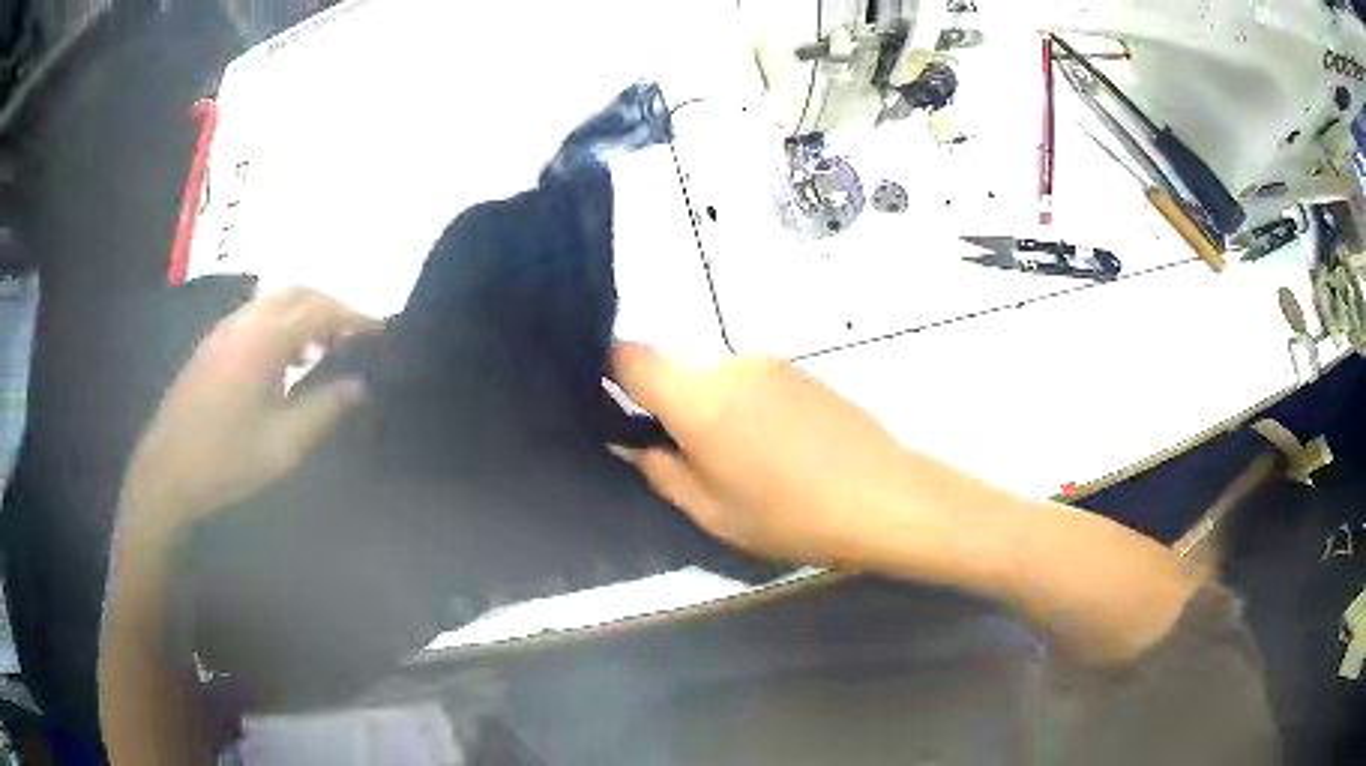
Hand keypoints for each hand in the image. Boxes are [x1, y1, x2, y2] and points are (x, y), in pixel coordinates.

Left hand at [121, 287, 381, 531]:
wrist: (167, 471)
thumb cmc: (226, 460)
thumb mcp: (283, 444)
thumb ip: (323, 409)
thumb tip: (358, 385)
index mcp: (263, 340)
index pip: (320, 309)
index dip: (354, 315)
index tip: (381, 329)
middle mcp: (245, 322)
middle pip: (297, 292)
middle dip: (331, 305)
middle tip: (354, 335)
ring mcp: (225, 330)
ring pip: (275, 300)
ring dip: (305, 313)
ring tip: (325, 349)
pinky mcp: (214, 344)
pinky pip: (257, 316)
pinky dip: (283, 323)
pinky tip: (287, 360)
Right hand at [611, 342, 919, 566]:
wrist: (882, 496)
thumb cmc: (790, 514)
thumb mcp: (711, 511)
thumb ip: (660, 470)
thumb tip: (633, 442)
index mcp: (697, 396)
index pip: (630, 356)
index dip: (608, 371)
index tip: (611, 402)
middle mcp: (729, 363)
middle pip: (678, 372)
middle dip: (673, 409)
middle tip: (695, 461)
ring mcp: (771, 363)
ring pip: (718, 381)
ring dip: (716, 411)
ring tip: (750, 464)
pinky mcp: (803, 371)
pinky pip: (754, 383)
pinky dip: (750, 409)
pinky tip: (783, 451)